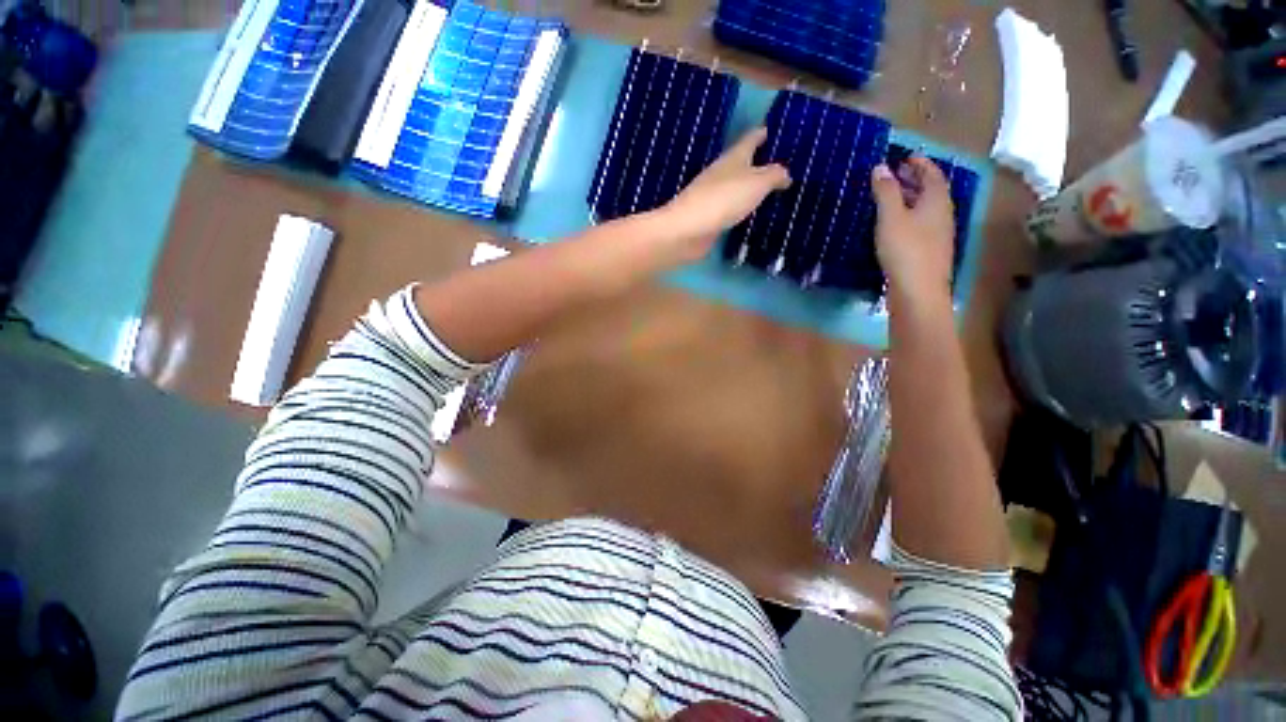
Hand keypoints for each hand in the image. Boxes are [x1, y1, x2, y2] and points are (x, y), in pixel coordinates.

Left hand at [659, 127, 790, 258]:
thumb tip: (785, 174)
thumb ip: (774, 176)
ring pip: (734, 188)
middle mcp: (720, 174)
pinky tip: (746, 215)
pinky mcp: (708, 218)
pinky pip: (729, 210)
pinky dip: (739, 209)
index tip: (767, 129)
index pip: (749, 140)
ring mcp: (711, 197)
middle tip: (773, 165)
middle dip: (755, 163)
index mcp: (733, 159)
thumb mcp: (757, 183)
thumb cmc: (723, 199)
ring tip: (764, 192)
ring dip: (747, 188)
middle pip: (740, 164)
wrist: (687, 229)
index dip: (759, 134)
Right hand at [871, 157, 955, 303]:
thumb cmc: (906, 250)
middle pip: (931, 190)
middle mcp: (942, 214)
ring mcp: (937, 234)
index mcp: (937, 201)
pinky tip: (893, 224)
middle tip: (895, 174)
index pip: (933, 174)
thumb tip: (880, 167)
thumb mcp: (891, 218)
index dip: (920, 163)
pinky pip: (920, 224)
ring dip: (911, 198)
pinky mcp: (928, 251)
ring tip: (890, 197)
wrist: (918, 291)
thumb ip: (886, 192)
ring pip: (925, 208)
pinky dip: (908, 216)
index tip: (905, 156)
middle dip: (915, 179)